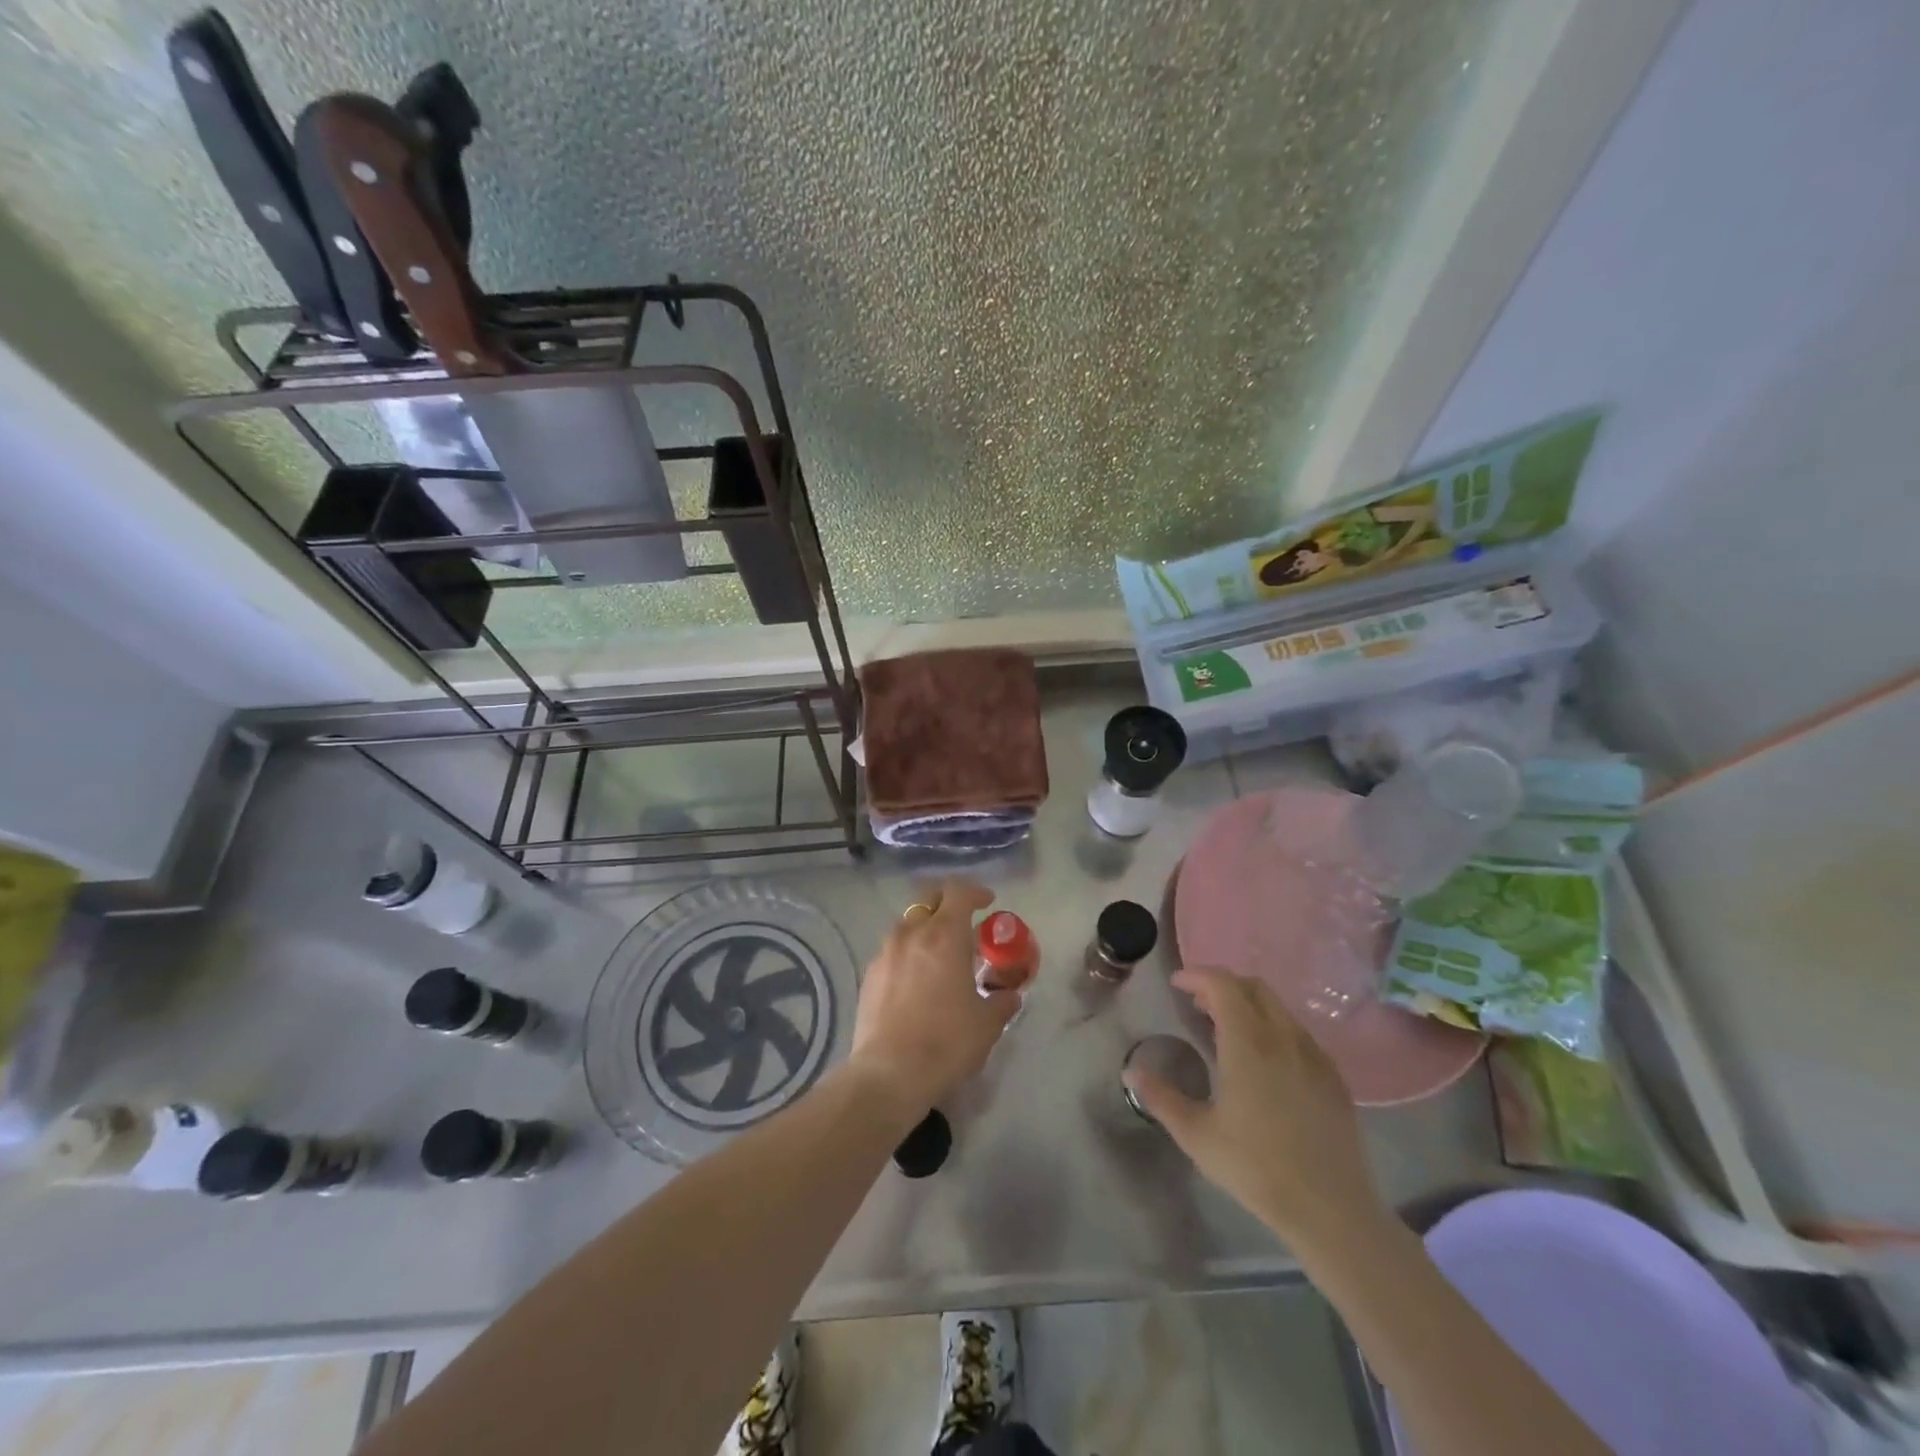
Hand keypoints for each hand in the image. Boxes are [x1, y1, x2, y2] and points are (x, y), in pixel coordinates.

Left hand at [848, 879, 1019, 1117]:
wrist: (888, 1074)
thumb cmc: (946, 1042)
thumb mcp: (987, 1024)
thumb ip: (1001, 1002)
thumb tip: (1010, 995)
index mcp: (944, 935)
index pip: (959, 892)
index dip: (976, 892)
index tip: (988, 903)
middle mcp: (911, 933)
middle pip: (929, 898)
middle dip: (948, 901)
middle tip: (965, 921)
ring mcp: (885, 952)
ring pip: (908, 924)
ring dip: (926, 928)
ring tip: (941, 954)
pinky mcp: (869, 975)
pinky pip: (893, 950)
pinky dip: (908, 953)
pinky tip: (917, 980)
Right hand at [1125, 966, 1384, 1253]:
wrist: (1331, 1210)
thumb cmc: (1256, 1168)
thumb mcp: (1197, 1135)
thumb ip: (1161, 1097)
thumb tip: (1132, 1071)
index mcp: (1248, 1043)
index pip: (1223, 985)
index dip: (1197, 976)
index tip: (1177, 984)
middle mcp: (1283, 1038)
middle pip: (1253, 987)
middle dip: (1222, 985)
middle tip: (1198, 1005)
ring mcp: (1314, 1056)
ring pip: (1279, 1008)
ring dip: (1249, 1005)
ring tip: (1227, 1031)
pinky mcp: (1334, 1077)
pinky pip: (1299, 1033)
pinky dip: (1274, 1027)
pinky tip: (1265, 1060)